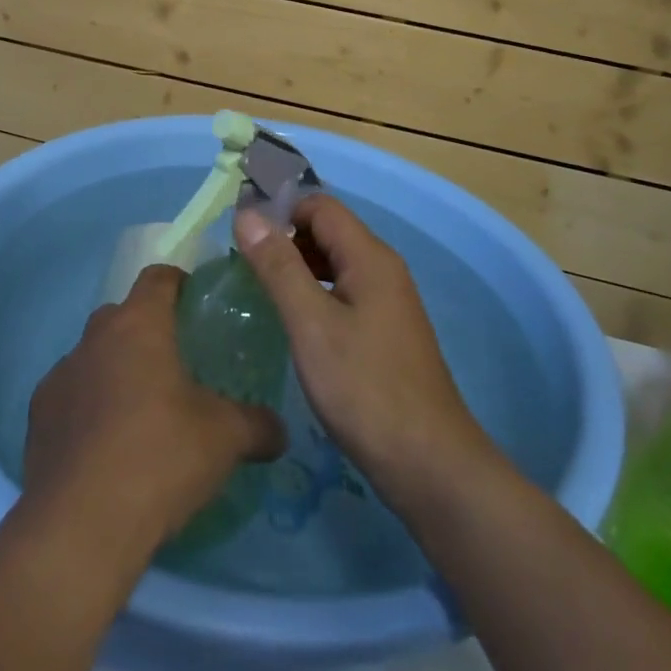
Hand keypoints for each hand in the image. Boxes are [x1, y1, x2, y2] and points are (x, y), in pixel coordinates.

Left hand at [23, 265, 286, 554]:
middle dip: (147, 330)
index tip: (197, 304)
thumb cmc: (160, 458)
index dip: (179, 283)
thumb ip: (258, 424)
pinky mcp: (37, 418)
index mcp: (139, 324)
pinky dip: (88, 408)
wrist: (79, 528)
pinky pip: (70, 396)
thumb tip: (280, 431)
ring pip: (94, 356)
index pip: (159, 277)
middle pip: (123, 314)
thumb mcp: (226, 439)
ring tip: (141, 412)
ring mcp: (60, 376)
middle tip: (176, 365)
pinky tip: (106, 448)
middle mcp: (95, 338)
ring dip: (115, 370)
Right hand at [233, 195, 499, 514]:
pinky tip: (294, 322)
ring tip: (260, 291)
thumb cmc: (364, 388)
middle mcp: (383, 268)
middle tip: (243, 267)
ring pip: (335, 263)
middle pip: (328, 231)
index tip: (242, 236)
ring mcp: (388, 301)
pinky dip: (315, 294)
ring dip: (299, 267)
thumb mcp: (311, 324)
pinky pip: (344, 291)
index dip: (280, 211)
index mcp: (369, 256)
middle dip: (286, 239)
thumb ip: (278, 266)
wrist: (428, 464)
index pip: (319, 206)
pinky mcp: (386, 330)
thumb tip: (247, 214)